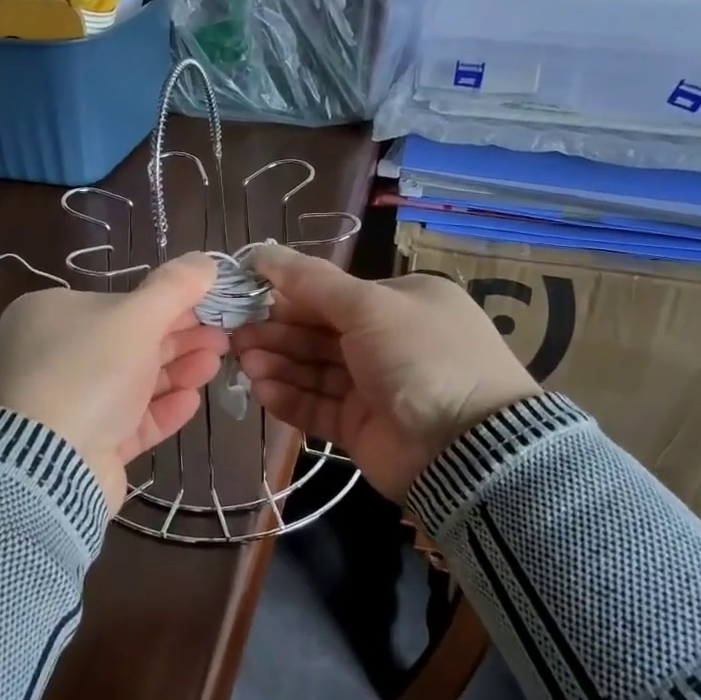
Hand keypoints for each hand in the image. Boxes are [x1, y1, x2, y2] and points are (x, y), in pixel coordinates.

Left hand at [0, 254, 226, 510]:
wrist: (48, 465)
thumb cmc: (88, 372)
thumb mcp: (136, 317)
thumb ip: (175, 287)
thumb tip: (207, 260)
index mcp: (51, 314)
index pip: (119, 303)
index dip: (170, 304)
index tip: (211, 306)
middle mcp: (53, 356)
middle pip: (128, 343)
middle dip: (180, 339)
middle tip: (223, 338)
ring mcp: (66, 404)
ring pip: (131, 382)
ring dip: (176, 371)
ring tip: (215, 364)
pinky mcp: (83, 445)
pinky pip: (127, 421)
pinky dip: (160, 409)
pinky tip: (192, 401)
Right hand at [232, 246, 541, 500]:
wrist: (465, 448)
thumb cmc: (419, 357)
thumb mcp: (369, 305)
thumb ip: (311, 281)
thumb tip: (260, 250)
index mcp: (400, 303)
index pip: (332, 295)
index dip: (288, 295)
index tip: (246, 297)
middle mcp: (387, 342)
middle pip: (318, 333)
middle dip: (277, 333)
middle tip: (235, 336)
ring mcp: (374, 387)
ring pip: (314, 370)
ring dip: (278, 364)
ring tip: (246, 363)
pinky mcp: (361, 427)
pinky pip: (318, 407)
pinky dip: (290, 398)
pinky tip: (263, 391)